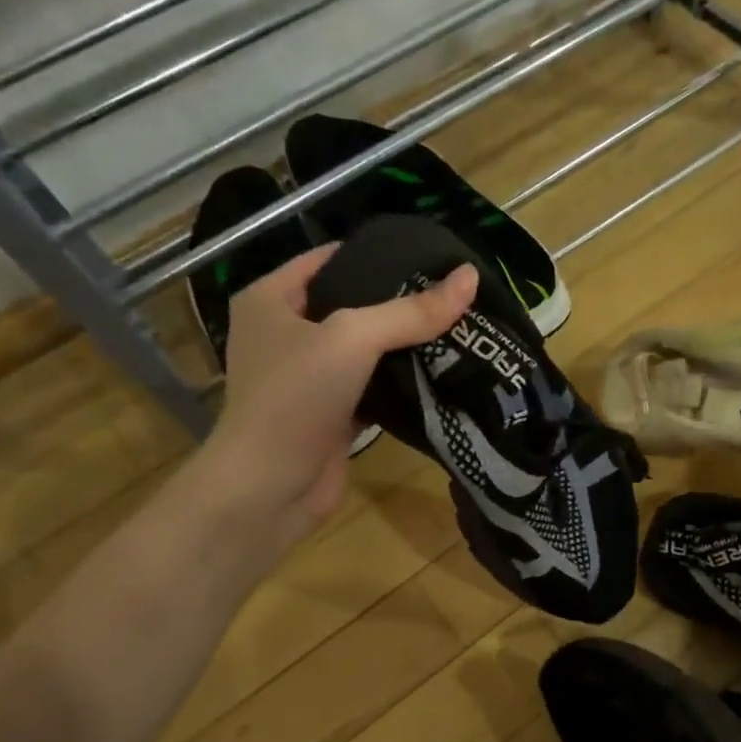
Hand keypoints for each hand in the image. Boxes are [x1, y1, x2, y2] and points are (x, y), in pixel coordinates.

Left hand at [207, 244, 477, 547]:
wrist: (270, 487)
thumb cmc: (295, 396)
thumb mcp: (352, 338)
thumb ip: (411, 311)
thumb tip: (470, 277)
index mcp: (271, 299)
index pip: (330, 259)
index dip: (378, 254)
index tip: (430, 257)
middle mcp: (286, 334)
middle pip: (352, 305)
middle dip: (400, 302)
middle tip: (455, 294)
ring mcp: (308, 378)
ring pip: (366, 350)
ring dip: (405, 345)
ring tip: (459, 327)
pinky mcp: (331, 414)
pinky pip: (373, 387)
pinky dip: (401, 383)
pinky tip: (441, 371)